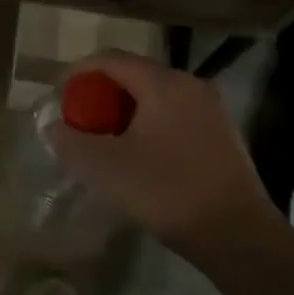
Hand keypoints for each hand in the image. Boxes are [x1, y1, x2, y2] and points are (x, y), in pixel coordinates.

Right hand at [45, 51, 274, 260]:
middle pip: (134, 75)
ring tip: (105, 139)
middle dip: (101, 93)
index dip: (78, 72)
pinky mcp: (222, 134)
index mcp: (163, 82)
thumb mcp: (106, 168)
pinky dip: (149, 124)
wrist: (238, 235)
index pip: (111, 59)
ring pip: (156, 97)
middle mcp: (190, 84)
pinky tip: (140, 155)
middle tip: (80, 119)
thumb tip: (55, 127)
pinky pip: (174, 115)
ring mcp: (211, 108)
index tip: (58, 94)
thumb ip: (72, 142)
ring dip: (125, 111)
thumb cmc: (167, 191)